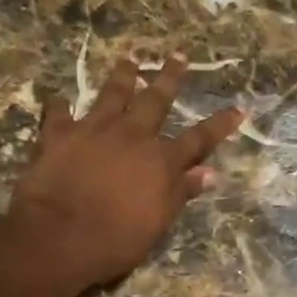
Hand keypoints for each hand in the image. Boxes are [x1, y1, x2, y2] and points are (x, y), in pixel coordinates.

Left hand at [7, 54, 242, 293]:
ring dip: (122, 76)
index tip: (238, 109)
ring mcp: (94, 130)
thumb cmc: (116, 241)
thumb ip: (181, 193)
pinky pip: (59, 113)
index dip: (219, 125)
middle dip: (169, 78)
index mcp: (161, 162)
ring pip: (112, 93)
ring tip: (129, 60)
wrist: (59, 237)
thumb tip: (211, 174)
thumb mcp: (157, 223)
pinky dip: (60, 106)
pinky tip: (59, 100)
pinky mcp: (58, 134)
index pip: (198, 139)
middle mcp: (132, 136)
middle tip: (177, 55)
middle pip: (155, 100)